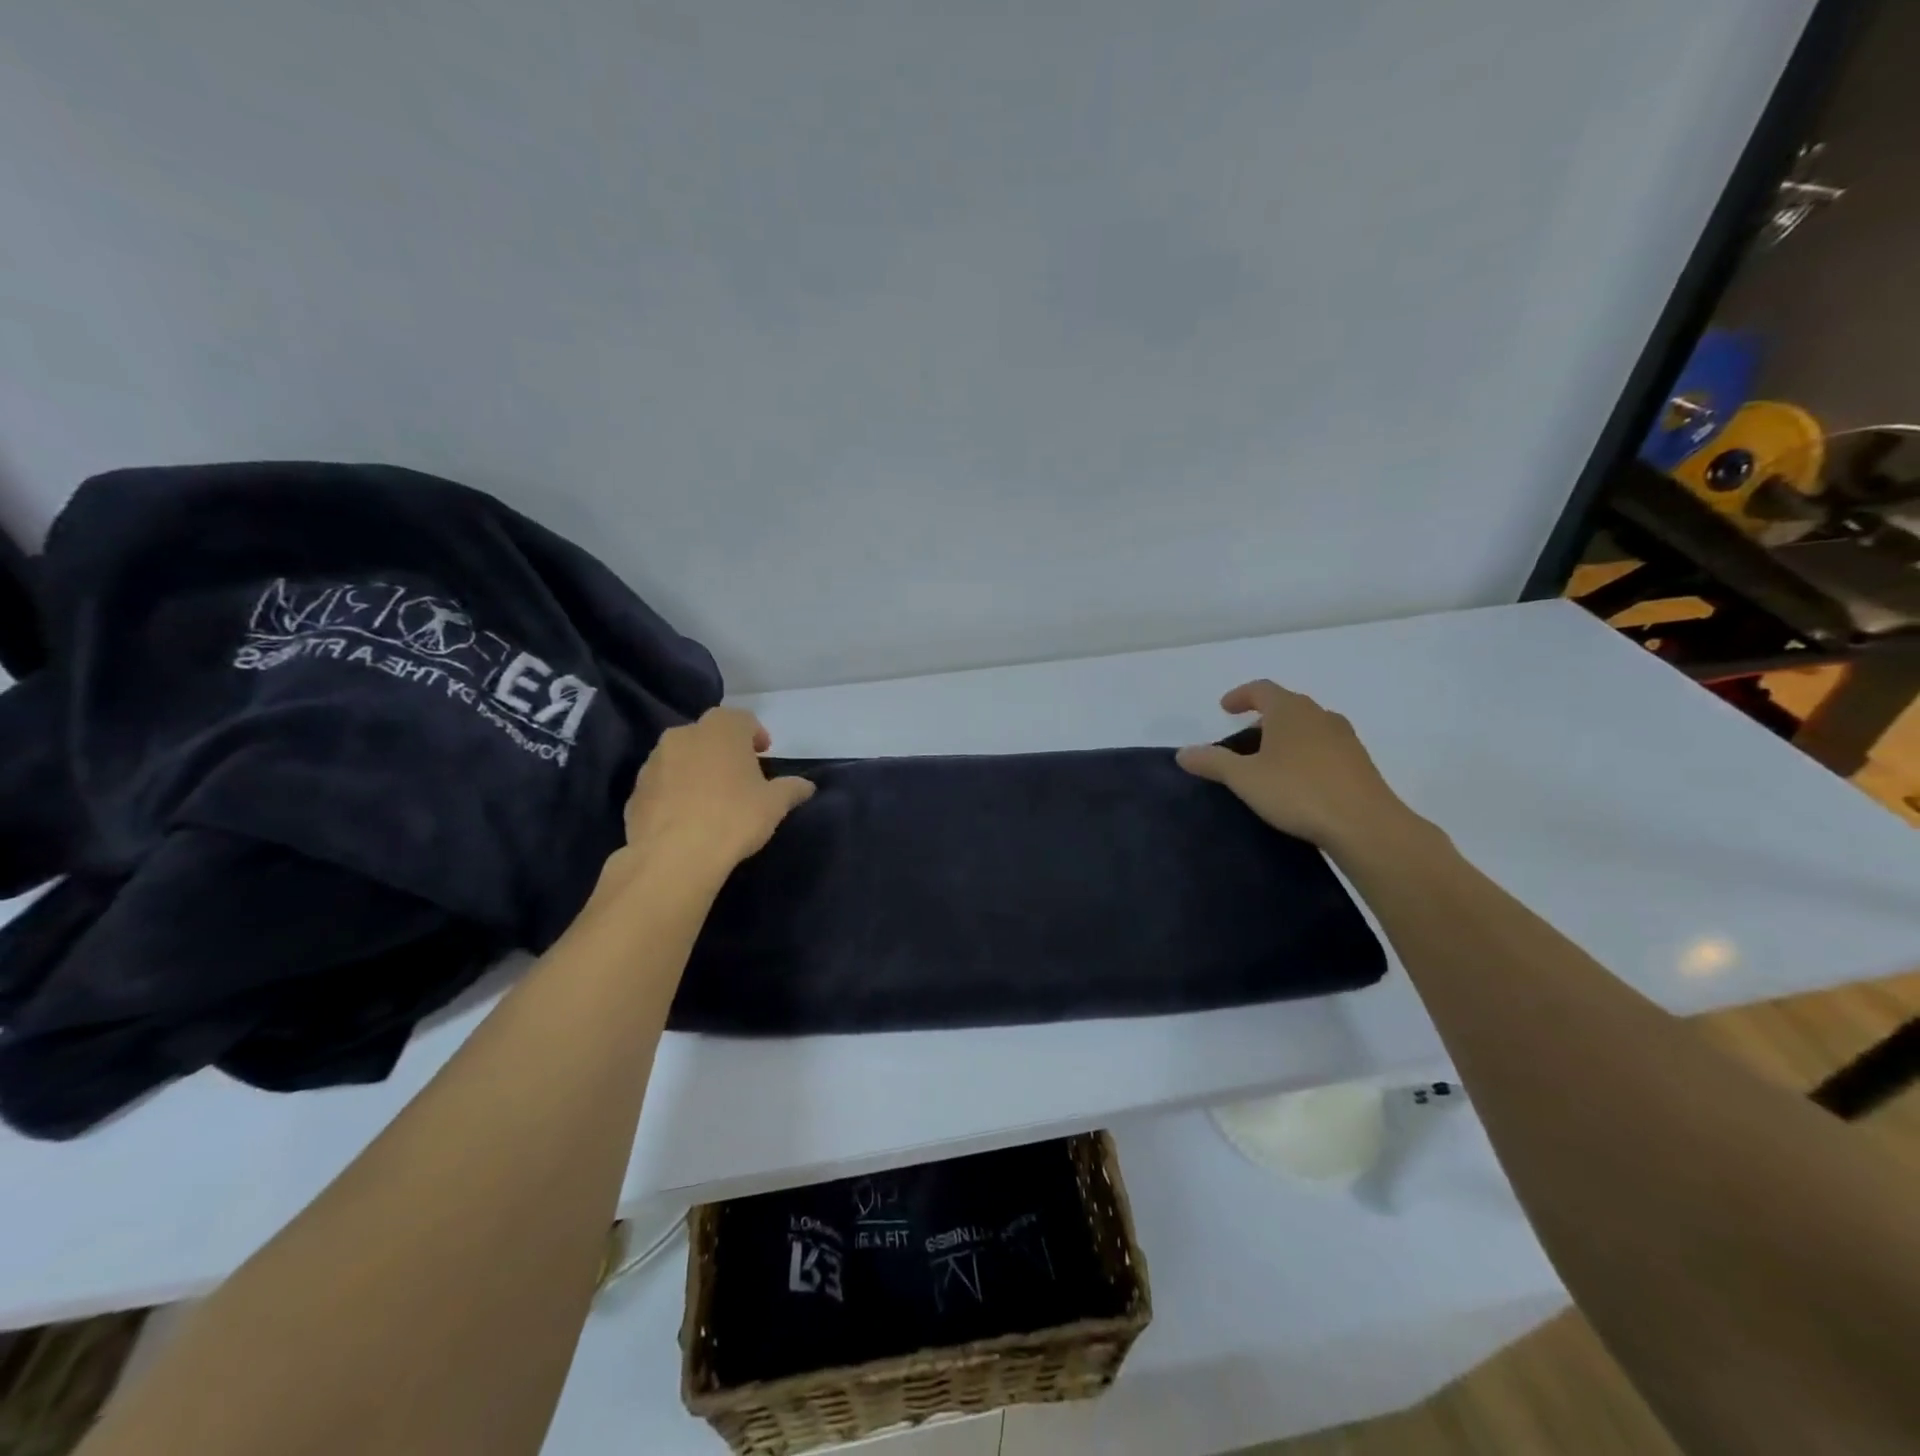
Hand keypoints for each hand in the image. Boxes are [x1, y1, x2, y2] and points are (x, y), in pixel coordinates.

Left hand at [609, 707, 814, 888]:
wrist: (674, 857)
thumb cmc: (734, 818)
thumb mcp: (775, 804)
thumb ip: (791, 789)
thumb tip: (806, 786)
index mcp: (721, 729)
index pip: (742, 719)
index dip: (755, 735)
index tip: (764, 754)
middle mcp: (683, 735)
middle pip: (709, 735)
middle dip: (724, 750)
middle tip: (740, 776)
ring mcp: (653, 762)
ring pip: (681, 757)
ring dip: (696, 769)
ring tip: (711, 798)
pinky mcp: (635, 792)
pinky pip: (662, 784)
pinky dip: (674, 793)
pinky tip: (687, 818)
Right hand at [1175, 680, 1417, 854]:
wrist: (1365, 825)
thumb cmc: (1298, 792)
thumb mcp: (1244, 778)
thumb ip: (1212, 762)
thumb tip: (1183, 752)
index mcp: (1290, 710)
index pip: (1262, 689)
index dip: (1240, 696)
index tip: (1225, 708)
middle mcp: (1320, 715)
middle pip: (1287, 706)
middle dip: (1263, 717)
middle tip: (1243, 738)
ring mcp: (1344, 738)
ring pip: (1308, 727)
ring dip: (1286, 736)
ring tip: (1269, 760)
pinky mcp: (1359, 763)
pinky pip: (1324, 747)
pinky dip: (1305, 753)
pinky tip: (1298, 780)